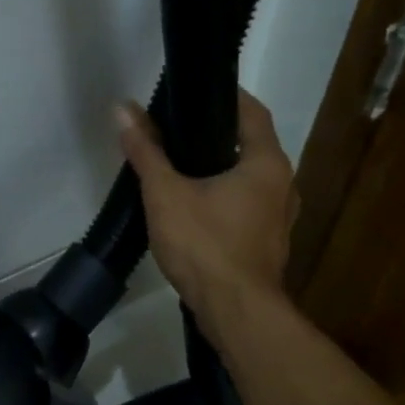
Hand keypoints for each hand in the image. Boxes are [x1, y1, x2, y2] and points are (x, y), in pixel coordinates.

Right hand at [117, 89, 298, 344]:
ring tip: (181, 166)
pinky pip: (247, 206)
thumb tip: (122, 108)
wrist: (236, 313)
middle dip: (217, 134)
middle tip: (178, 129)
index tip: (195, 91)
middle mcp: (283, 185)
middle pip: (251, 145)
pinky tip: (195, 206)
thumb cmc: (205, 245)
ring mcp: (279, 217)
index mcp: (266, 163)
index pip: (252, 111)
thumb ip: (146, 150)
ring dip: (221, 169)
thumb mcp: (166, 194)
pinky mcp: (268, 243)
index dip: (226, 96)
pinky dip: (225, 197)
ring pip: (249, 179)